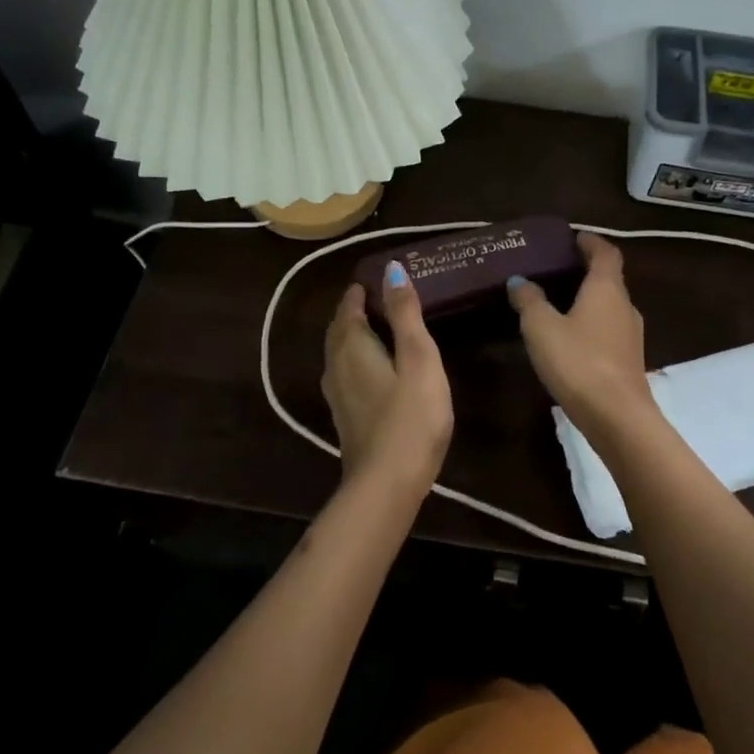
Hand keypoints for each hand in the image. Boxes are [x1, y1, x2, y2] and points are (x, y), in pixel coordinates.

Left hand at [321, 263, 453, 497]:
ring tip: (383, 327)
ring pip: (340, 351)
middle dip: (356, 309)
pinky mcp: (345, 416)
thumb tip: (391, 268)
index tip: (380, 278)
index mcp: (351, 345)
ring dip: (356, 334)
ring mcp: (336, 393)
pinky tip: (377, 367)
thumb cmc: (410, 415)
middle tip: (384, 297)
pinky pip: (346, 372)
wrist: (386, 485)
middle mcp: (335, 364)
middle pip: (340, 327)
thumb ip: (405, 313)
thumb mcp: (418, 357)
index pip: (348, 305)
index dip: (362, 289)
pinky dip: (358, 358)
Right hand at [507, 234, 660, 444]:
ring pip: (610, 307)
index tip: (574, 238)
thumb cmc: (578, 361)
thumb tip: (519, 280)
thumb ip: (530, 300)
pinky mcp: (630, 361)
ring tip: (559, 304)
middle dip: (586, 271)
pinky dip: (592, 325)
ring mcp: (631, 335)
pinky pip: (609, 331)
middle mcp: (625, 306)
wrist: (618, 418)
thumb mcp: (542, 328)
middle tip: (557, 269)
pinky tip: (571, 339)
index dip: (591, 242)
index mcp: (607, 288)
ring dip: (589, 300)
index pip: (606, 253)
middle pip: (609, 279)